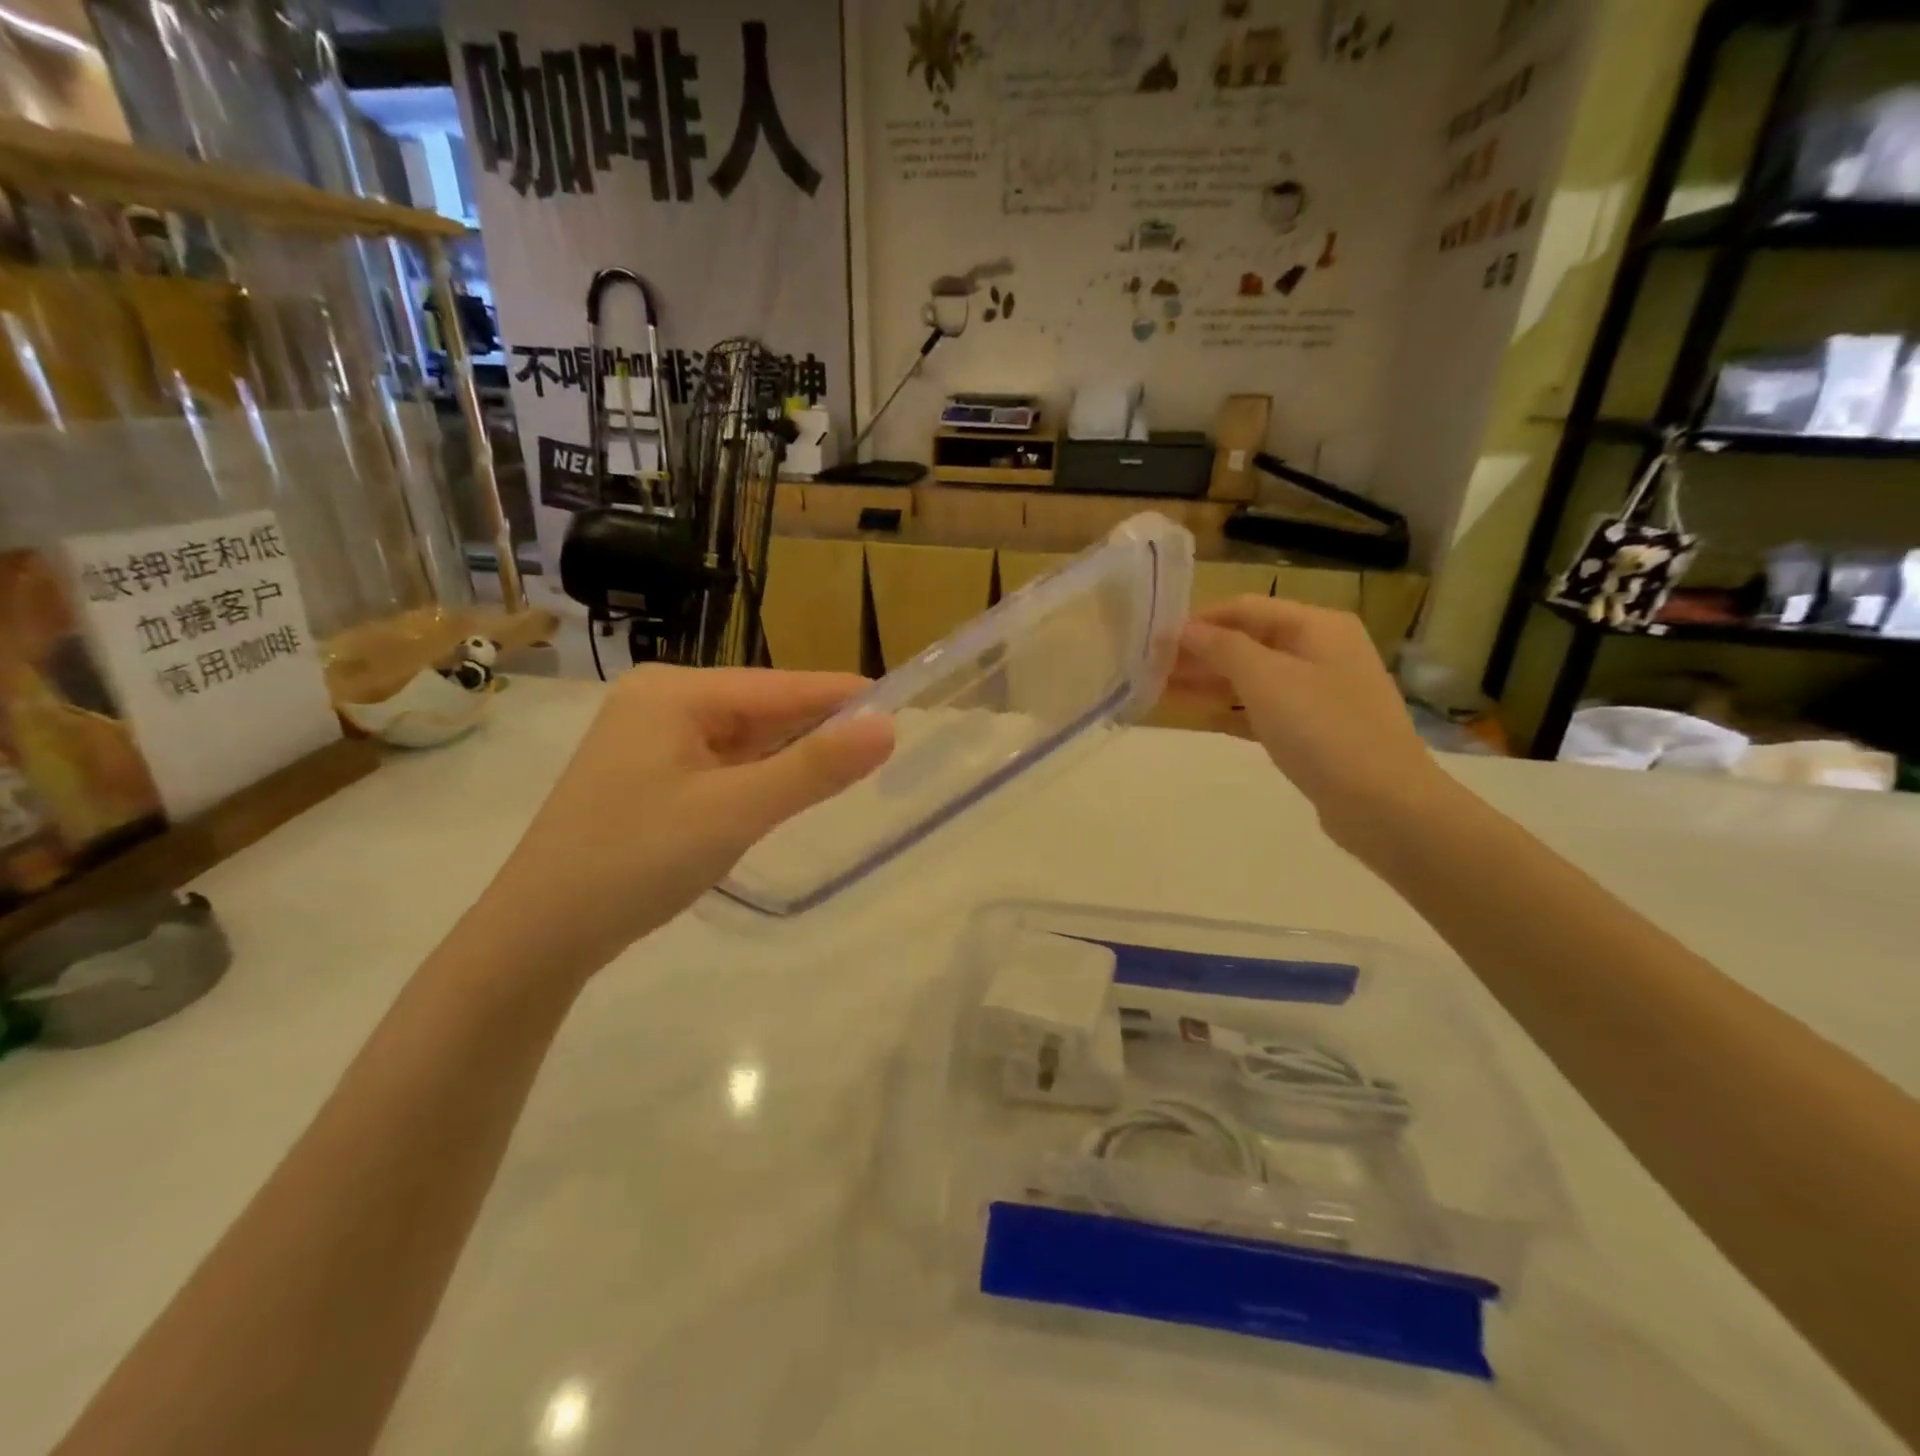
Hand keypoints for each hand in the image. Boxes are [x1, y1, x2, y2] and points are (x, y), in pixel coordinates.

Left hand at [484, 666, 892, 976]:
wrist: (539, 936)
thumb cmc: (636, 861)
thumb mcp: (735, 811)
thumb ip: (813, 768)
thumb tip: (888, 727)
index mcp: (674, 692)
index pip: (780, 686)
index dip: (842, 697)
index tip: (903, 706)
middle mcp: (661, 703)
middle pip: (761, 709)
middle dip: (817, 730)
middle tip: (884, 747)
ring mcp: (651, 740)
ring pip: (743, 740)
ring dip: (790, 757)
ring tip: (851, 768)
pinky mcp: (649, 777)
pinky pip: (722, 765)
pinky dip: (758, 778)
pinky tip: (789, 791)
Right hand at [1170, 597, 1444, 849]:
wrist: (1383, 803)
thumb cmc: (1322, 728)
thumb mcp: (1265, 679)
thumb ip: (1221, 648)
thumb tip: (1185, 630)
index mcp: (1317, 626)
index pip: (1245, 608)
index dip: (1199, 620)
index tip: (1155, 639)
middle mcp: (1320, 651)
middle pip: (1248, 642)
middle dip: (1200, 653)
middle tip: (1151, 669)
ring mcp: (1319, 693)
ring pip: (1252, 678)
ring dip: (1209, 682)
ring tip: (1161, 691)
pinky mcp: (1314, 731)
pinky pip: (1263, 710)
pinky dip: (1231, 711)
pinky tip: (1198, 718)